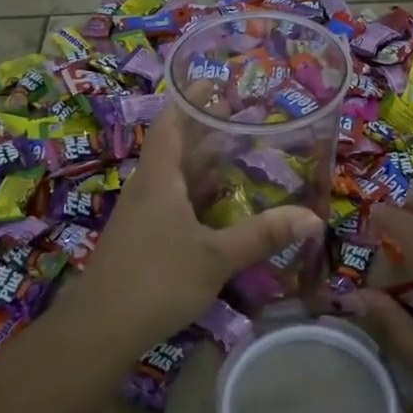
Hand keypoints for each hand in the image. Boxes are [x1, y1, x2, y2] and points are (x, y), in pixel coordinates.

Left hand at [74, 104, 323, 352]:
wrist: (99, 329)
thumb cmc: (156, 279)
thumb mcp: (215, 257)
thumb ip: (262, 235)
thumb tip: (313, 218)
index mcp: (159, 176)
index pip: (171, 121)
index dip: (191, 100)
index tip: (218, 83)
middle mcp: (148, 187)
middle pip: (177, 147)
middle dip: (209, 132)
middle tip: (248, 120)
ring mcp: (142, 214)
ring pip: (176, 178)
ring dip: (206, 166)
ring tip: (244, 156)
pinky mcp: (143, 238)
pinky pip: (175, 203)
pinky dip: (199, 197)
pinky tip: (223, 208)